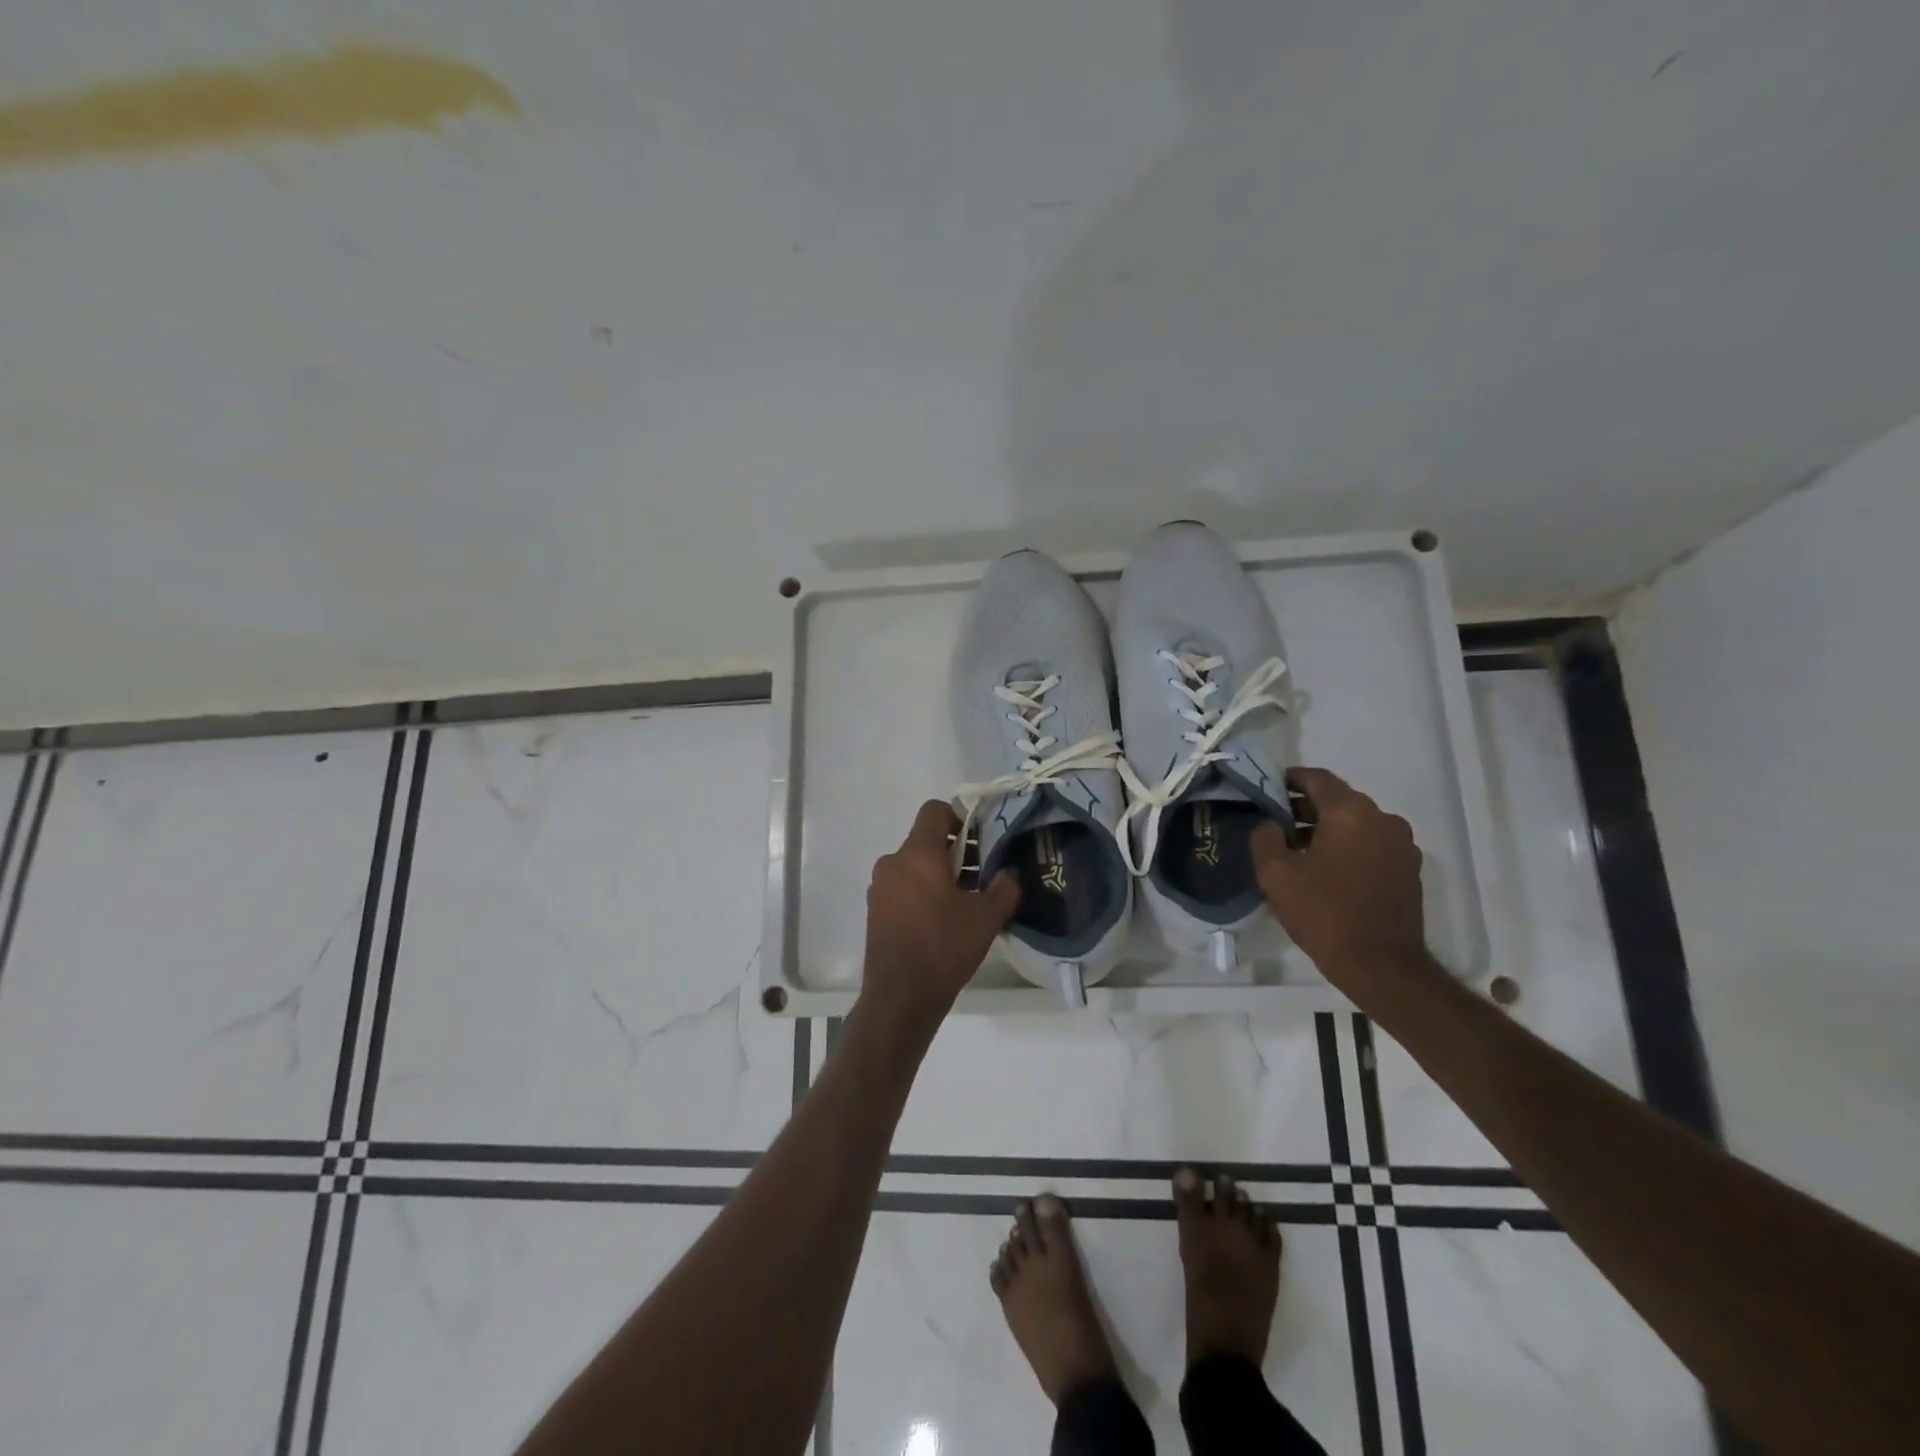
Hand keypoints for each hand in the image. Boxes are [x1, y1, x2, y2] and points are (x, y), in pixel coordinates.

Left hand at [860, 800, 1020, 1039]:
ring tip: (970, 899)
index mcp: (917, 853)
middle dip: (958, 851)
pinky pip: (904, 886)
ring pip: (915, 865)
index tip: (981, 840)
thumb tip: (1010, 874)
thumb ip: (1005, 887)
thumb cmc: (944, 946)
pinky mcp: (876, 910)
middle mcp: (893, 862)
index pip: (934, 810)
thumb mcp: (987, 917)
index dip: (959, 816)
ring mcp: (880, 887)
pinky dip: (925, 891)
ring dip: (942, 873)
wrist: (900, 997)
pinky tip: (946, 918)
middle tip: (985, 873)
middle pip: (927, 840)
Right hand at [1251, 768, 1432, 986]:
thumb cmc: (1324, 912)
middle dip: (1305, 809)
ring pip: (1355, 825)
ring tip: (1297, 851)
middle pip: (1338, 801)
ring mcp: (1401, 846)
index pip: (1318, 779)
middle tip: (1275, 824)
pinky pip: (1371, 846)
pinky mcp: (1408, 871)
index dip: (1290, 779)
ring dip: (1326, 830)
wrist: (1380, 965)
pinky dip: (1347, 848)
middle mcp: (1383, 820)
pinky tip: (1325, 872)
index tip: (1268, 788)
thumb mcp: (1276, 874)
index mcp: (1351, 813)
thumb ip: (1265, 838)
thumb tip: (1270, 825)